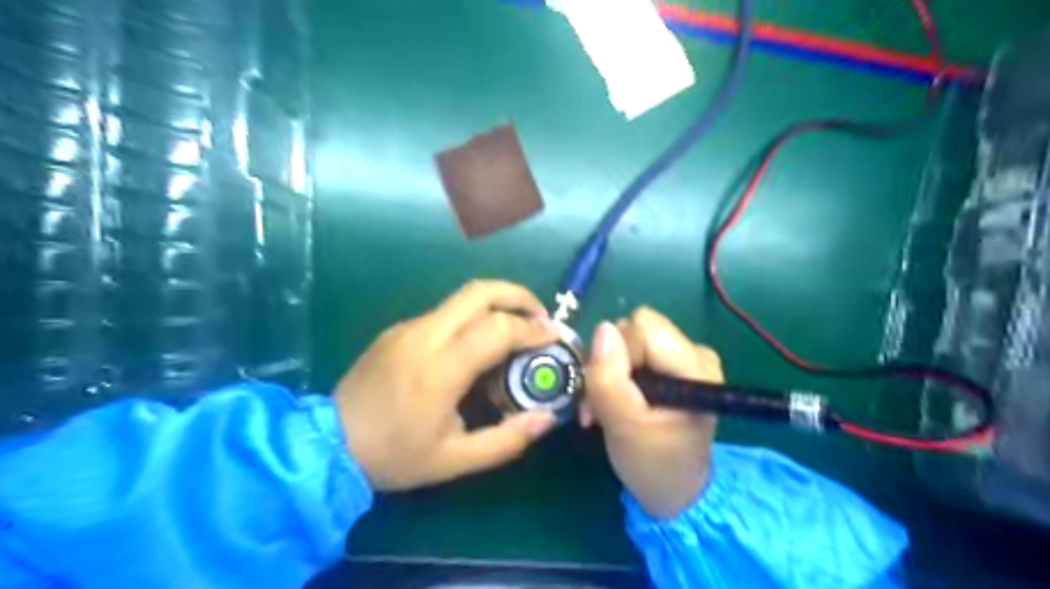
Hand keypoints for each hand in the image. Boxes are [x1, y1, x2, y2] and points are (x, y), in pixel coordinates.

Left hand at [340, 280, 560, 491]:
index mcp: (439, 370)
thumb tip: (546, 419)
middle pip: (479, 291)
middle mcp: (424, 336)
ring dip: (497, 304)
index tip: (552, 336)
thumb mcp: (454, 460)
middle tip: (540, 317)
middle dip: (518, 296)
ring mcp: (408, 327)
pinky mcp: (398, 329)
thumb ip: (506, 440)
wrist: (327, 443)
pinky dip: (473, 317)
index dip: (531, 328)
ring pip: (462, 298)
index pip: (496, 328)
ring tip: (515, 329)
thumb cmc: (393, 455)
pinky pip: (445, 313)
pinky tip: (477, 346)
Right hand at [583, 306, 723, 516]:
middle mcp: (695, 353)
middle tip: (599, 403)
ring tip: (605, 408)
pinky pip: (634, 351)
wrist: (674, 492)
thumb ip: (610, 379)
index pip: (641, 327)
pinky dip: (617, 376)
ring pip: (629, 340)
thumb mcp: (624, 427)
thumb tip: (602, 329)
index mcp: (695, 367)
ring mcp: (685, 358)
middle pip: (635, 329)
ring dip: (609, 372)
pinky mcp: (673, 366)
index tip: (607, 392)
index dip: (616, 353)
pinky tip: (616, 403)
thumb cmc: (653, 465)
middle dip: (609, 362)